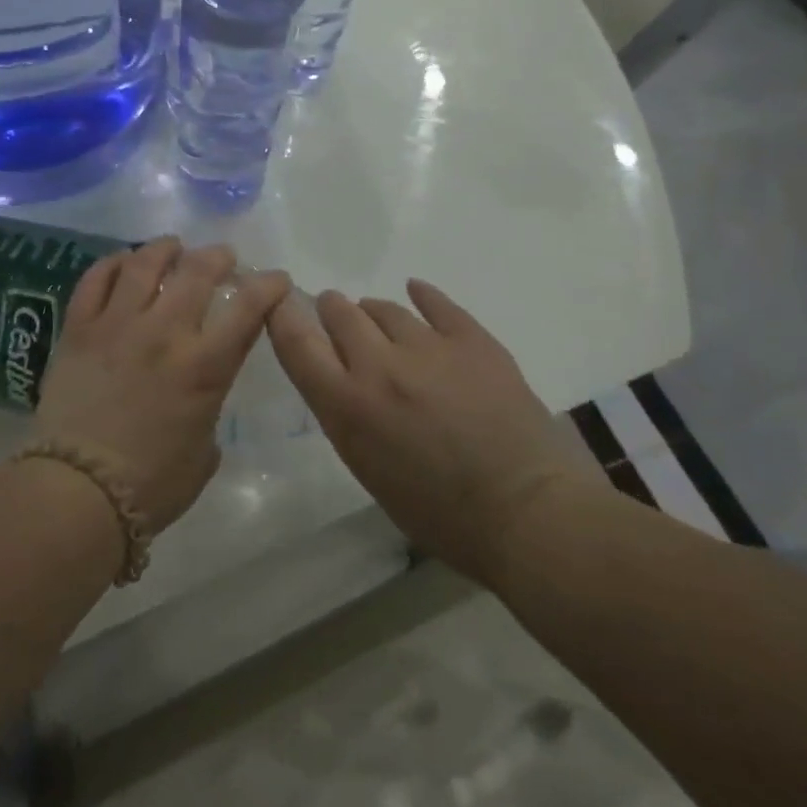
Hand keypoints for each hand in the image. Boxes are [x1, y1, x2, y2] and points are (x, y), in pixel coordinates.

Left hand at [36, 238, 290, 532]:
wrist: (76, 492)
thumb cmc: (151, 486)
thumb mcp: (204, 452)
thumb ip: (208, 410)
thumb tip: (199, 394)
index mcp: (204, 366)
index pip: (248, 309)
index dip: (269, 286)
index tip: (275, 280)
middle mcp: (164, 332)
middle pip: (197, 272)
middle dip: (218, 256)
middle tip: (223, 256)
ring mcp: (117, 325)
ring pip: (145, 264)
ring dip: (165, 248)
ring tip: (173, 246)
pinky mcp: (79, 328)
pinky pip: (96, 280)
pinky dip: (113, 263)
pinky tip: (124, 261)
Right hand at [267, 279, 593, 585]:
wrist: (526, 514)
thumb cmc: (439, 513)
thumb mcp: (368, 468)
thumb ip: (345, 414)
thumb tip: (342, 377)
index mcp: (347, 406)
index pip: (297, 343)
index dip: (282, 315)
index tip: (280, 301)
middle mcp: (379, 366)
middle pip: (339, 313)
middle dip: (332, 310)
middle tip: (336, 313)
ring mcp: (428, 348)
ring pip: (385, 308)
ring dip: (374, 312)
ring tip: (378, 319)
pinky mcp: (472, 340)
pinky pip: (437, 303)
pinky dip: (422, 296)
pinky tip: (417, 292)